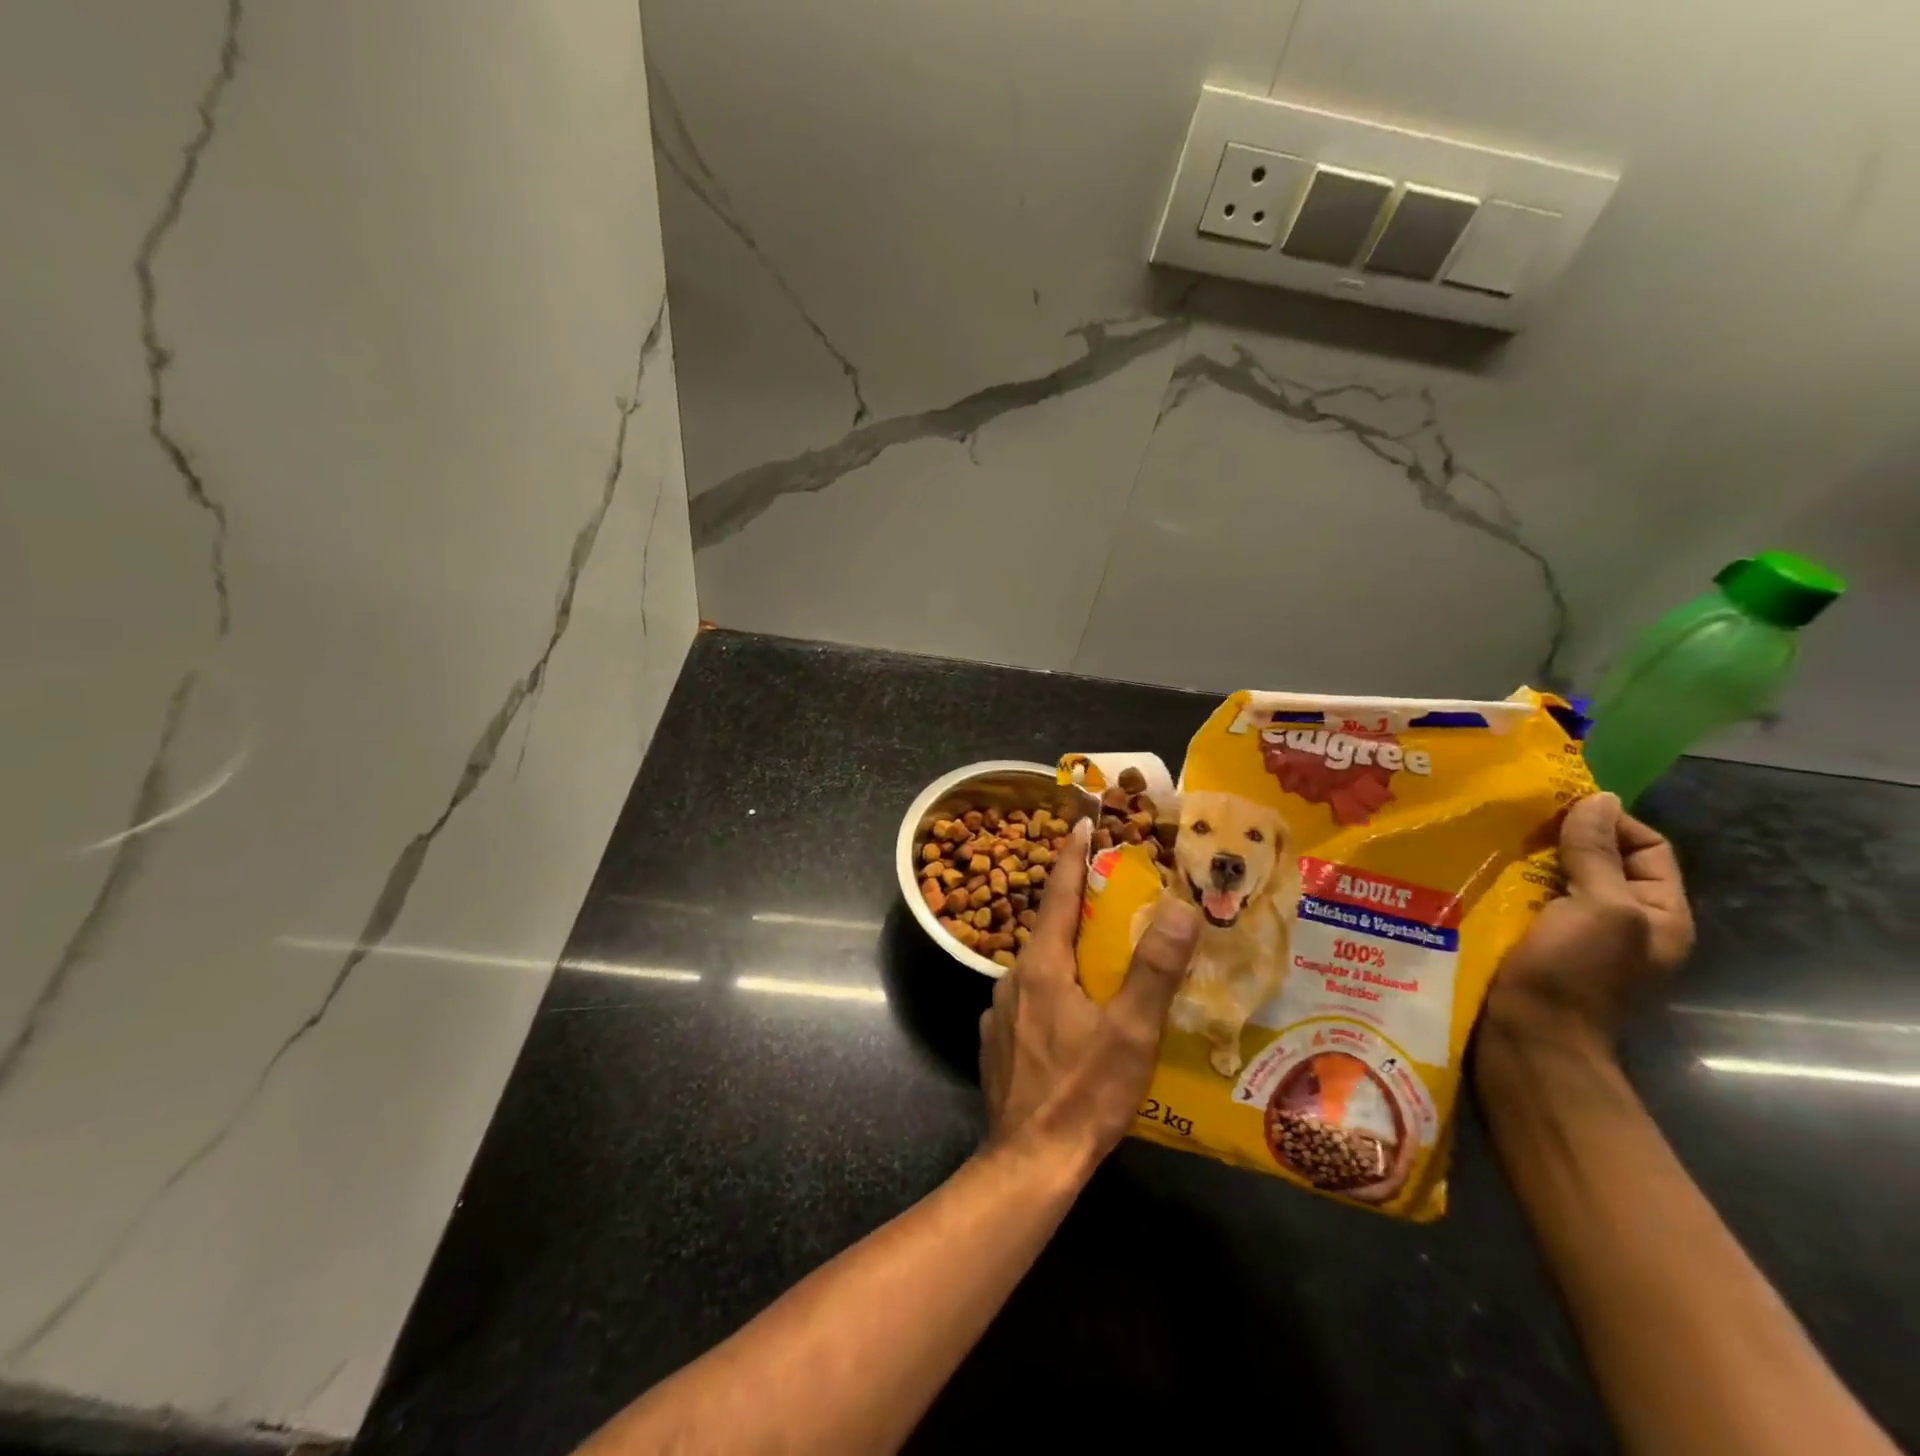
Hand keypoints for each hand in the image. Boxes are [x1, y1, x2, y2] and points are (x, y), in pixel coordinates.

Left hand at [979, 818, 1201, 1165]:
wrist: (1029, 1162)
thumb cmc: (1084, 1093)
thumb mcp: (1131, 1032)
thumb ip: (1154, 969)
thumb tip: (1179, 907)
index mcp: (1041, 966)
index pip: (1056, 893)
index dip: (1072, 856)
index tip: (1082, 824)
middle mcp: (1012, 979)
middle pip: (1047, 929)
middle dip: (1076, 908)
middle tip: (1111, 899)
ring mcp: (999, 1013)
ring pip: (1038, 967)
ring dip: (1065, 954)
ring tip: (1101, 961)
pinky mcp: (997, 1042)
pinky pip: (1029, 1000)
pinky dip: (1053, 992)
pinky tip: (1075, 1017)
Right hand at [1482, 792, 1694, 1056]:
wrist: (1527, 1037)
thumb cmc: (1574, 973)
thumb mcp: (1600, 908)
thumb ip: (1599, 854)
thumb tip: (1600, 799)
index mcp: (1657, 914)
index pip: (1647, 847)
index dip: (1609, 822)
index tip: (1557, 808)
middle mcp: (1620, 921)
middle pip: (1596, 860)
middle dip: (1558, 837)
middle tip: (1513, 818)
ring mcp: (1573, 934)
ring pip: (1552, 878)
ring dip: (1524, 858)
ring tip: (1485, 839)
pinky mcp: (1531, 942)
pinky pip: (1522, 899)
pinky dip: (1503, 882)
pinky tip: (1474, 870)